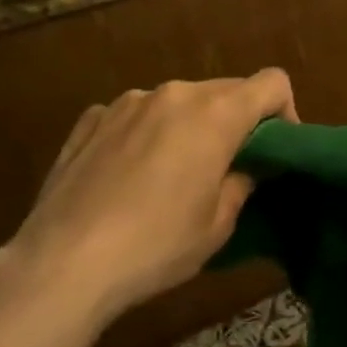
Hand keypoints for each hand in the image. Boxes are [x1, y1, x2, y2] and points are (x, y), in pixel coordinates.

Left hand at [8, 71, 297, 326]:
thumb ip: (241, 183)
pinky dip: (144, 134)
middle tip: (226, 168)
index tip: (274, 149)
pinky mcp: (91, 119)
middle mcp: (174, 93)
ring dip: (188, 126)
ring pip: (178, 102)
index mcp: (215, 113)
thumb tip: (245, 168)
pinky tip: (126, 176)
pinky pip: (135, 116)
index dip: (284, 111)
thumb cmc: (155, 245)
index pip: (272, 82)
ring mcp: (128, 102)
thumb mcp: (217, 225)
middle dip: (235, 121)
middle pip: (225, 90)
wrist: (61, 264)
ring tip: (170, 176)